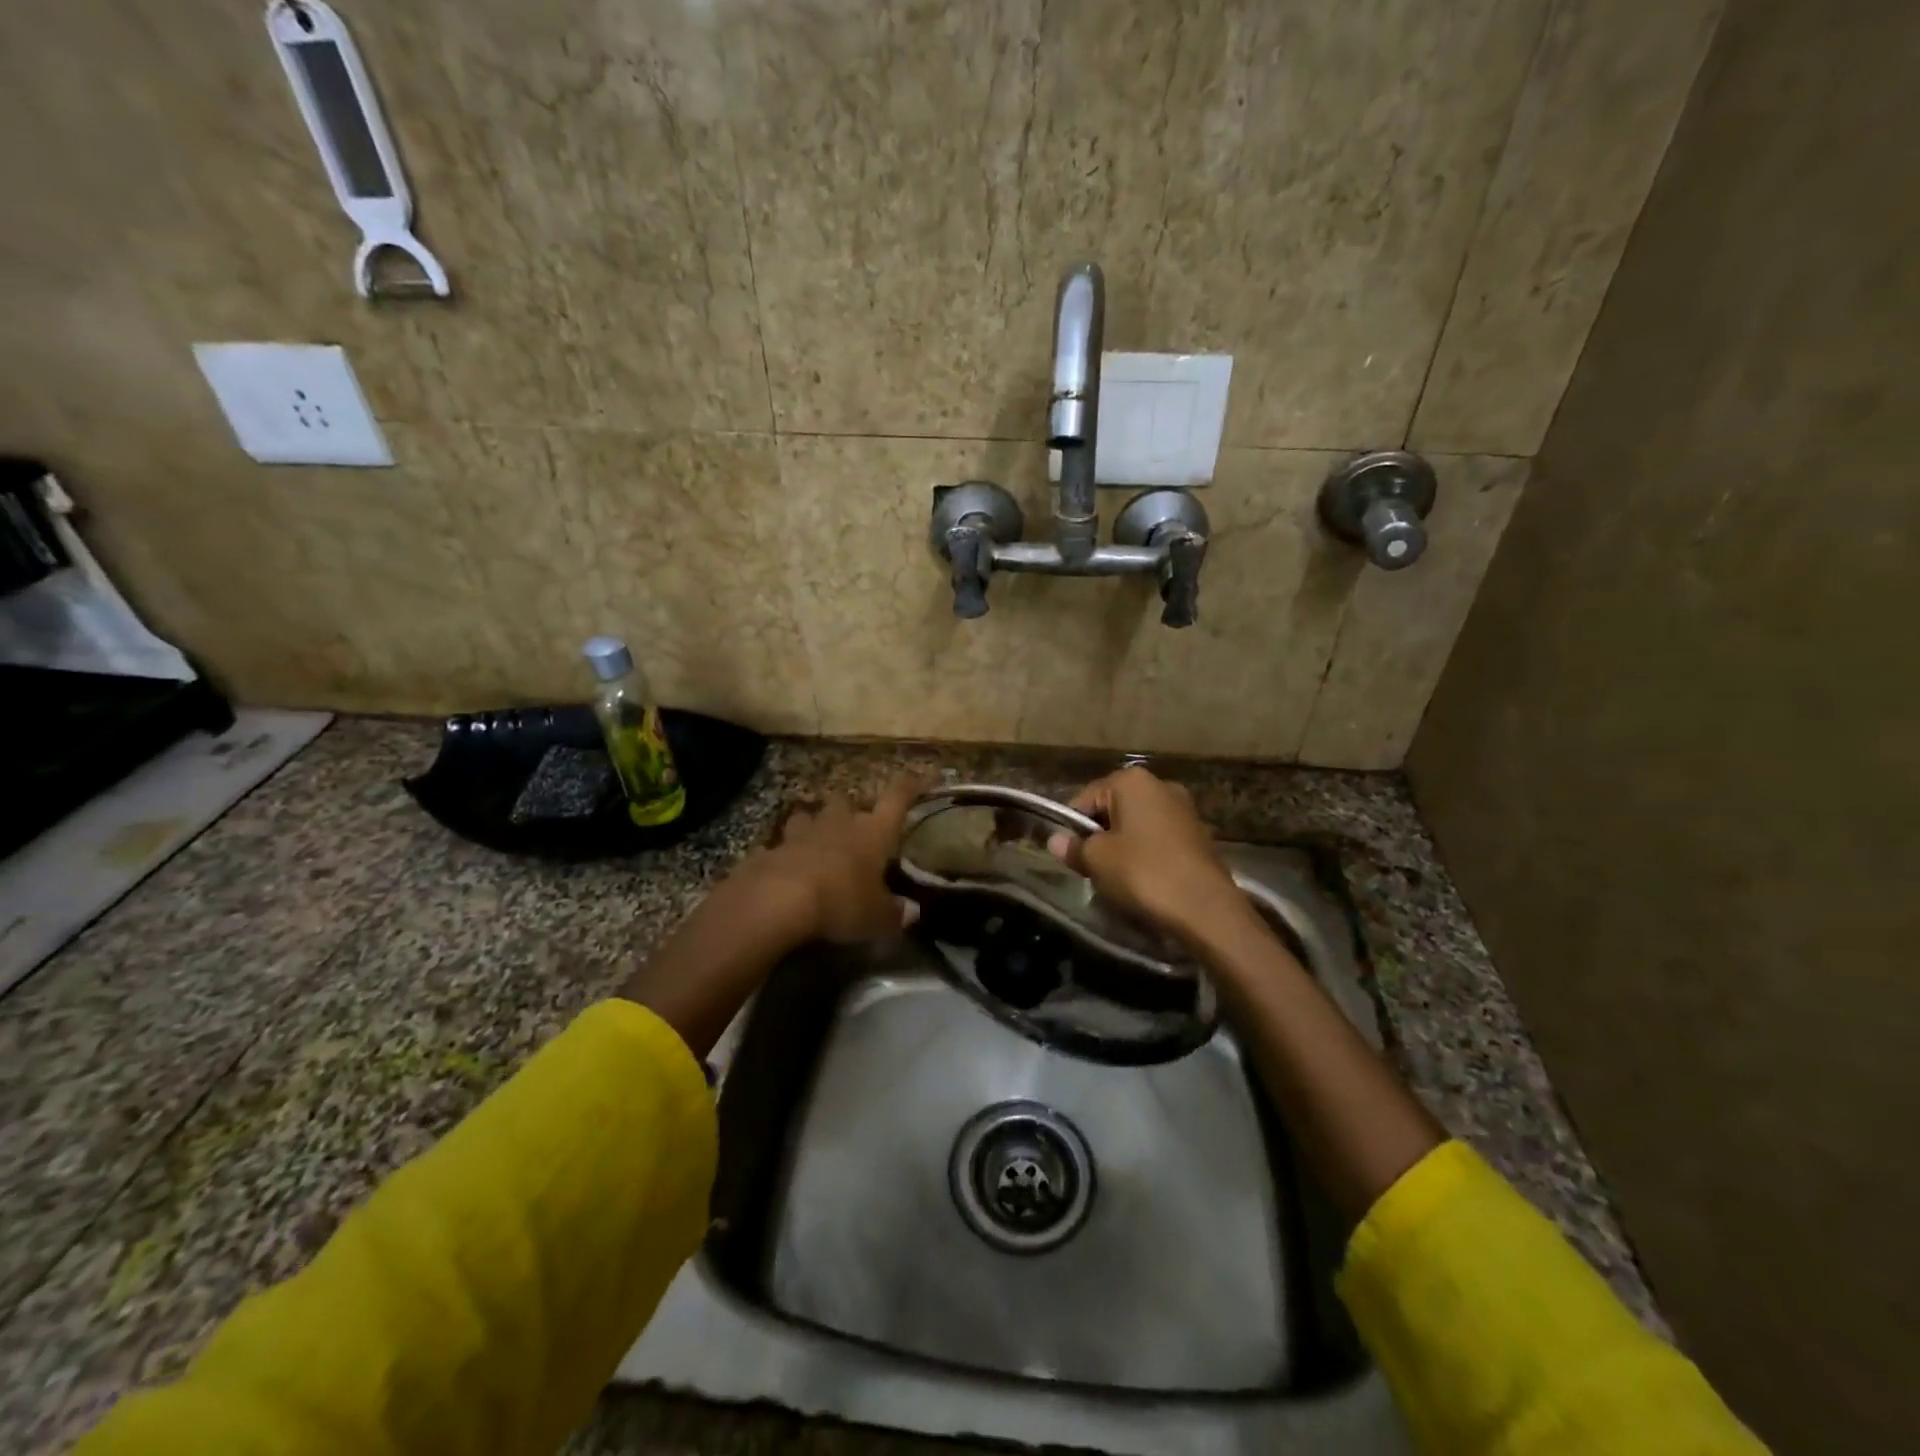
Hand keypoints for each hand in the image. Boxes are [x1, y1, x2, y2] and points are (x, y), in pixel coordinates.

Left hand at [751, 778, 921, 942]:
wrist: (776, 901)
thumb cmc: (841, 902)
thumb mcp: (877, 918)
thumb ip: (895, 914)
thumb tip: (910, 912)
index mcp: (873, 832)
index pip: (896, 799)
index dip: (907, 786)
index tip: (915, 778)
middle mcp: (839, 824)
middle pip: (846, 799)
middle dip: (850, 807)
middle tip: (854, 823)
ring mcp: (800, 834)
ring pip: (808, 816)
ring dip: (813, 825)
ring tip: (816, 841)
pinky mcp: (769, 851)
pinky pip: (779, 847)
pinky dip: (783, 855)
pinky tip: (785, 870)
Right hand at [1052, 767, 1245, 942]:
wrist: (1205, 908)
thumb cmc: (1143, 873)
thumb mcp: (1097, 860)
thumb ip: (1073, 847)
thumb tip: (1055, 841)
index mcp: (1132, 781)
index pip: (1085, 799)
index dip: (1073, 829)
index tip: (1072, 857)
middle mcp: (1160, 785)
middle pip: (1112, 810)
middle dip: (1100, 838)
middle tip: (1094, 870)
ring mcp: (1183, 809)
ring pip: (1136, 827)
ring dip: (1123, 849)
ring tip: (1119, 880)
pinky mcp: (1199, 835)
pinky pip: (1158, 841)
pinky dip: (1147, 857)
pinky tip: (1146, 882)